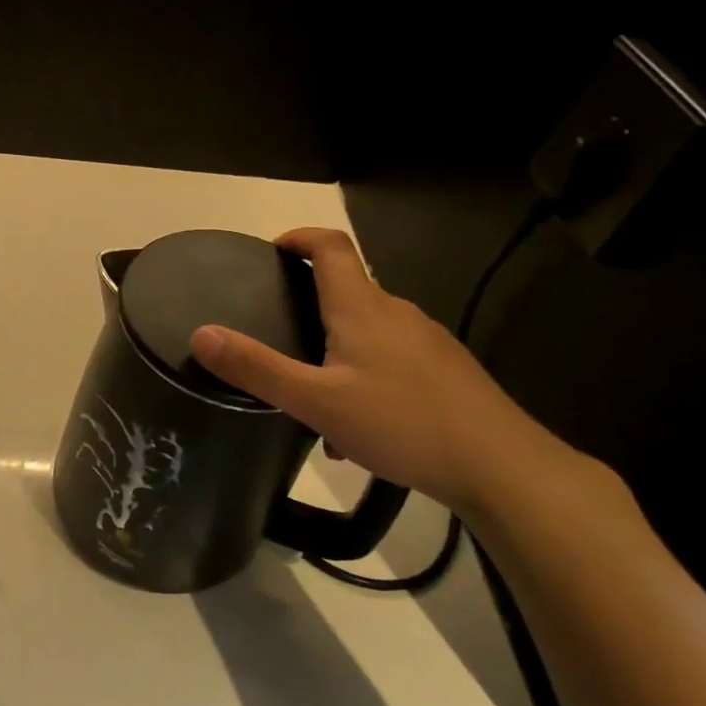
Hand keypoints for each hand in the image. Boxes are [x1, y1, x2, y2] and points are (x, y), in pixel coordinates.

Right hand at [188, 227, 578, 518]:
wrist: (504, 468)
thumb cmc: (403, 424)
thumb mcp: (316, 401)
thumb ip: (257, 368)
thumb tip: (201, 333)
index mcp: (363, 308)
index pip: (332, 247)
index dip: (300, 237)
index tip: (272, 251)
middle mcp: (397, 313)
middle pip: (347, 289)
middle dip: (309, 303)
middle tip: (275, 335)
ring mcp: (427, 342)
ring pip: (368, 330)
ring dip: (335, 348)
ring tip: (311, 394)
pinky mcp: (446, 372)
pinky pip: (391, 358)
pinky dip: (363, 374)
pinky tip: (357, 426)